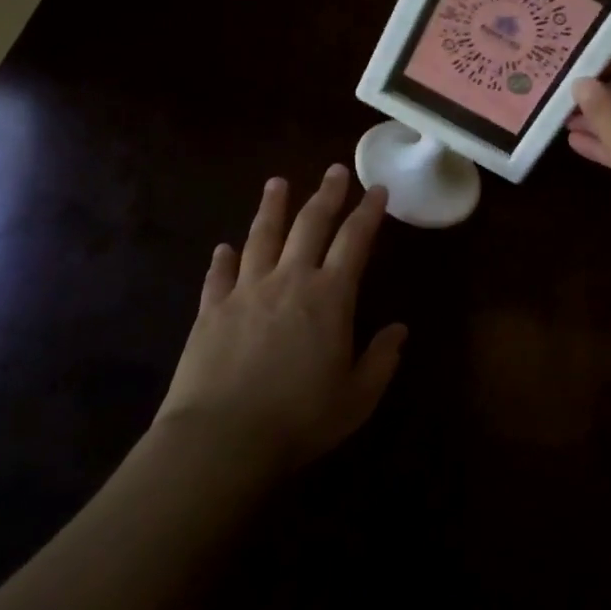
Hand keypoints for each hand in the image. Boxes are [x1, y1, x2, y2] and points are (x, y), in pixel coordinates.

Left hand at [157, 165, 406, 473]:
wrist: (222, 438)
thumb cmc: (299, 419)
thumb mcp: (357, 398)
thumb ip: (381, 360)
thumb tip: (399, 329)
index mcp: (329, 297)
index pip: (355, 241)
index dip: (368, 213)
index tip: (377, 189)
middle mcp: (289, 280)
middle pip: (309, 225)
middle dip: (326, 195)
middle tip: (335, 171)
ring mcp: (246, 291)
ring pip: (261, 237)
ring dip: (272, 207)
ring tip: (277, 183)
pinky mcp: (211, 310)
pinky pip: (219, 275)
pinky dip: (222, 259)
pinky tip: (223, 248)